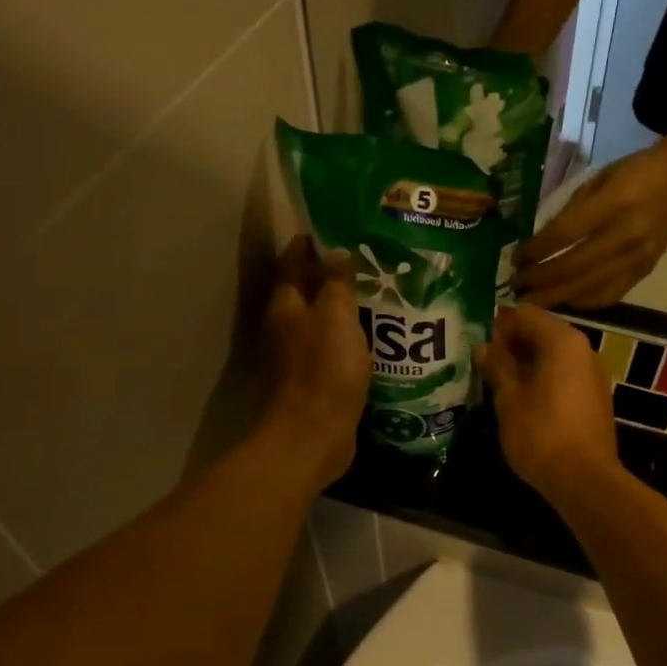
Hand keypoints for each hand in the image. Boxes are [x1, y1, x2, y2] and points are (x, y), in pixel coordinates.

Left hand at [259, 237, 369, 486]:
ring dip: (345, 311)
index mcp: (285, 307)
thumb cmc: (324, 370)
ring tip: (381, 297)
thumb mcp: (335, 317)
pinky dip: (351, 341)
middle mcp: (286, 329)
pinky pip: (335, 351)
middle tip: (370, 262)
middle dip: (333, 277)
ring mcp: (299, 358)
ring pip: (323, 324)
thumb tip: (337, 253)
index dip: (311, 244)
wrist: (314, 436)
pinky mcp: (316, 382)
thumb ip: (337, 283)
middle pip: (307, 293)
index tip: (337, 229)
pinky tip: (378, 340)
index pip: (293, 262)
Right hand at [475, 306, 619, 499]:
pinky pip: (564, 376)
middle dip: (512, 344)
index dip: (499, 325)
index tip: (477, 343)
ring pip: (553, 356)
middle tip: (483, 363)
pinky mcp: (594, 398)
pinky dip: (542, 380)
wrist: (584, 479)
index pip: (525, 314)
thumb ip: (497, 367)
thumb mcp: (509, 399)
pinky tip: (521, 399)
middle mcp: (583, 349)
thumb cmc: (541, 433)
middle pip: (542, 333)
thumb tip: (483, 347)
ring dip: (526, 364)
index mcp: (562, 341)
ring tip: (497, 382)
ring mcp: (592, 374)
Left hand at [512, 144, 666, 307]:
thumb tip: (538, 246)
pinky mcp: (645, 272)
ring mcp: (638, 257)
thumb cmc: (632, 174)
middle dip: (540, 281)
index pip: (565, 234)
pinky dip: (582, 302)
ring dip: (556, 298)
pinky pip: (609, 295)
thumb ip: (570, 212)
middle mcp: (627, 234)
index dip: (536, 251)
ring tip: (531, 303)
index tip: (515, 261)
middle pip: (574, 267)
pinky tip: (563, 302)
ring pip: (590, 287)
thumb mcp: (597, 180)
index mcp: (614, 202)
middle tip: (515, 289)